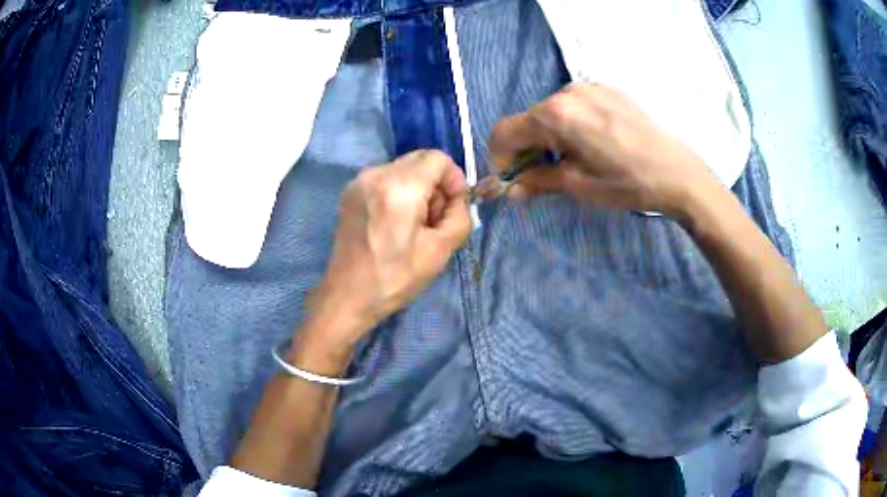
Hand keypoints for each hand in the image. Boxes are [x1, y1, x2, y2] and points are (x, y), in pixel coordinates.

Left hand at [305, 150, 470, 348]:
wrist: (348, 296)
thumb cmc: (395, 278)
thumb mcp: (441, 250)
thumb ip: (459, 215)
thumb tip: (457, 199)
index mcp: (400, 187)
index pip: (438, 158)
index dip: (454, 179)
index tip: (453, 206)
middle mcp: (376, 174)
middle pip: (420, 159)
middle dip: (436, 183)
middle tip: (435, 218)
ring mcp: (359, 181)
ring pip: (403, 168)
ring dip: (418, 188)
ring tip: (415, 224)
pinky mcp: (350, 192)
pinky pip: (385, 178)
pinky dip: (399, 191)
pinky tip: (396, 222)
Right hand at [488, 83, 721, 216]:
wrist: (675, 171)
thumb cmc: (625, 182)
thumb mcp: (577, 185)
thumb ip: (536, 181)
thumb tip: (508, 188)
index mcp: (554, 115)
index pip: (505, 131)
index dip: (499, 157)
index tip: (509, 179)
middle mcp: (566, 92)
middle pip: (527, 119)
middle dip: (525, 148)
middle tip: (538, 174)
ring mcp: (588, 87)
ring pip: (550, 112)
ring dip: (547, 136)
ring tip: (568, 159)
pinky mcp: (605, 90)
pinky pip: (573, 105)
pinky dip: (568, 124)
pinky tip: (589, 143)